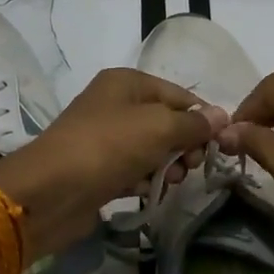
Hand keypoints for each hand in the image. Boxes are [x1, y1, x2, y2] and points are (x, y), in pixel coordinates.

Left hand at [0, 68, 223, 254]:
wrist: (51, 192)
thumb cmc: (108, 147)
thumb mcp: (158, 127)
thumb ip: (193, 124)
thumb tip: (222, 116)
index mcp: (126, 82)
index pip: (179, 95)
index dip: (202, 118)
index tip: (220, 145)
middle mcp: (115, 105)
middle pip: (166, 122)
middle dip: (184, 146)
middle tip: (191, 167)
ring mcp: (105, 138)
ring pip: (151, 149)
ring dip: (166, 166)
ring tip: (168, 182)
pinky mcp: (98, 169)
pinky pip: (132, 170)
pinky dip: (142, 180)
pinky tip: (142, 191)